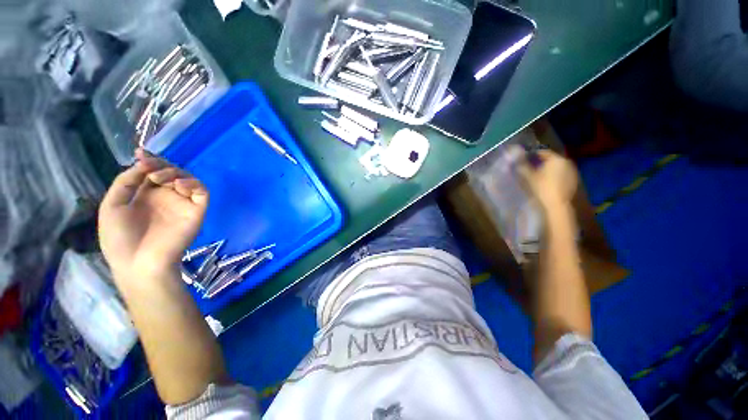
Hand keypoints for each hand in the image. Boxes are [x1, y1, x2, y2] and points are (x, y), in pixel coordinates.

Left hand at [98, 149, 208, 285]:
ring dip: (175, 173)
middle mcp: (165, 197)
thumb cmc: (120, 238)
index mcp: (145, 196)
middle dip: (160, 165)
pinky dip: (193, 184)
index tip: (141, 153)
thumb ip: (126, 182)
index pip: (153, 173)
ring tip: (159, 178)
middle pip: (171, 172)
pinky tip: (178, 185)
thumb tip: (142, 163)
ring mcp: (182, 204)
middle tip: (149, 168)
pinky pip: (202, 192)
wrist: (138, 263)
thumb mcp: (112, 206)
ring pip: (188, 179)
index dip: (149, 161)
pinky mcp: (197, 210)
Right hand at [516, 148, 578, 209]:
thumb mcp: (530, 177)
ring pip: (558, 166)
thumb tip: (518, 161)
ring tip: (541, 174)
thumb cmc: (542, 188)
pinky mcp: (574, 179)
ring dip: (550, 168)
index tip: (527, 158)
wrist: (556, 203)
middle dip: (543, 162)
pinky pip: (563, 173)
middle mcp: (566, 162)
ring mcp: (572, 170)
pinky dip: (556, 174)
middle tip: (533, 167)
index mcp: (556, 159)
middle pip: (552, 159)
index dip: (534, 155)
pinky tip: (549, 181)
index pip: (544, 152)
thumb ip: (524, 167)